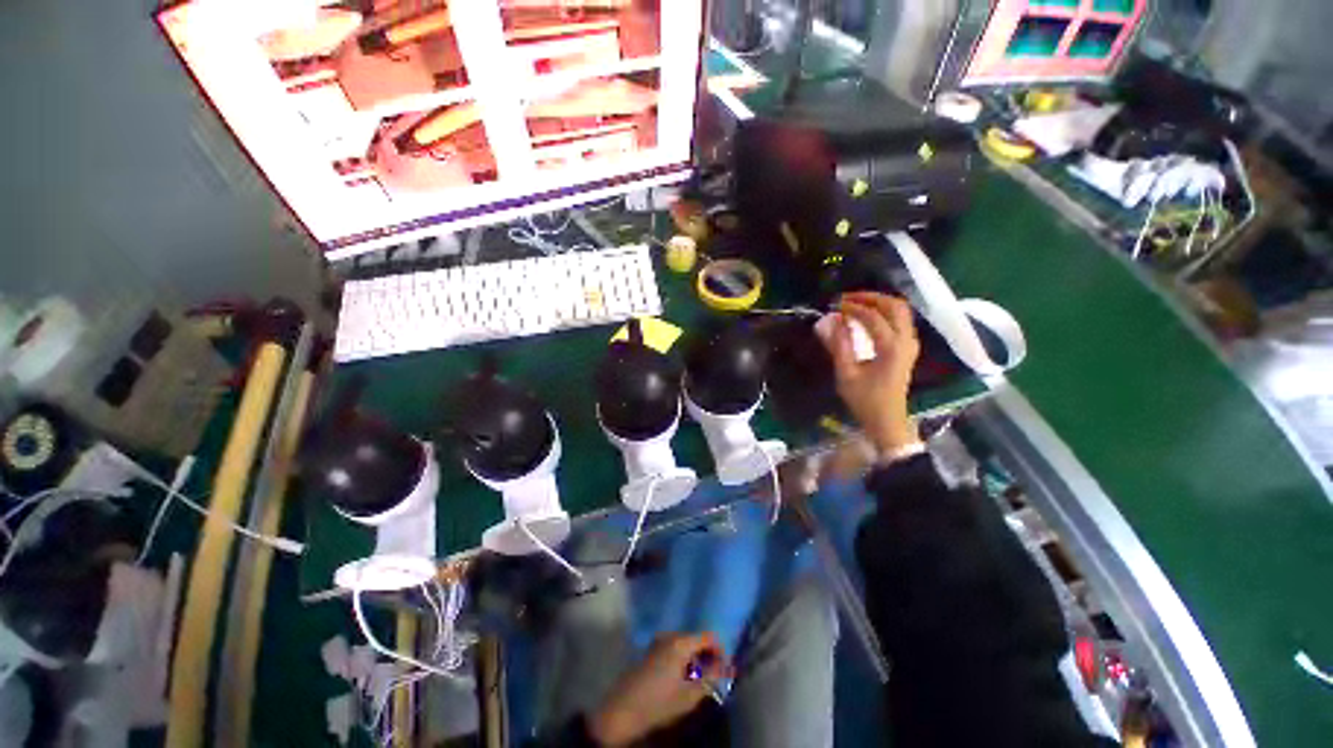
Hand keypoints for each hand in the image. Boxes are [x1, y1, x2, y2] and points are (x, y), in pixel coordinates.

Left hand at [589, 633, 726, 746]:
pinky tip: (681, 679)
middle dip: (707, 656)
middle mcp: (670, 635)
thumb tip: (728, 668)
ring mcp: (658, 641)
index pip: (708, 636)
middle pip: (696, 638)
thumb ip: (711, 679)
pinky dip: (683, 659)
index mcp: (680, 642)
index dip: (720, 651)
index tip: (725, 670)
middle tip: (713, 678)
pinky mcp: (651, 650)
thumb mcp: (689, 696)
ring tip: (698, 682)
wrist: (622, 710)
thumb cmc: (658, 703)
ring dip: (695, 659)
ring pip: (685, 644)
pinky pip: (674, 648)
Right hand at [822, 292, 921, 453]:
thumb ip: (839, 345)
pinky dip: (885, 313)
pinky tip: (868, 317)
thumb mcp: (846, 374)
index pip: (873, 317)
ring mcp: (910, 344)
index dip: (852, 308)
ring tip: (856, 304)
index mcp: (891, 347)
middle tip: (847, 298)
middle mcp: (906, 341)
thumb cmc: (865, 400)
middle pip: (895, 306)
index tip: (834, 306)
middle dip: (870, 298)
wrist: (887, 421)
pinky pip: (900, 321)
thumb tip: (831, 321)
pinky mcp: (908, 348)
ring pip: (901, 311)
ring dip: (879, 303)